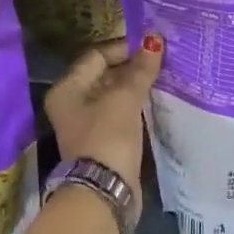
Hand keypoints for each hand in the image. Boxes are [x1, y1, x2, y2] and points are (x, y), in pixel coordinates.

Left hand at [46, 34, 163, 207]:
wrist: (105, 192)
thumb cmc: (107, 137)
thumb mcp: (124, 99)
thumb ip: (140, 70)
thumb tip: (154, 41)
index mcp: (67, 89)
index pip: (96, 56)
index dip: (124, 48)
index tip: (153, 45)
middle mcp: (73, 104)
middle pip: (105, 75)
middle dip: (133, 66)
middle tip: (163, 58)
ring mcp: (89, 124)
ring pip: (116, 95)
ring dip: (137, 86)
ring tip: (166, 76)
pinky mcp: (105, 141)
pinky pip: (122, 113)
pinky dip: (138, 105)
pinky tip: (159, 99)